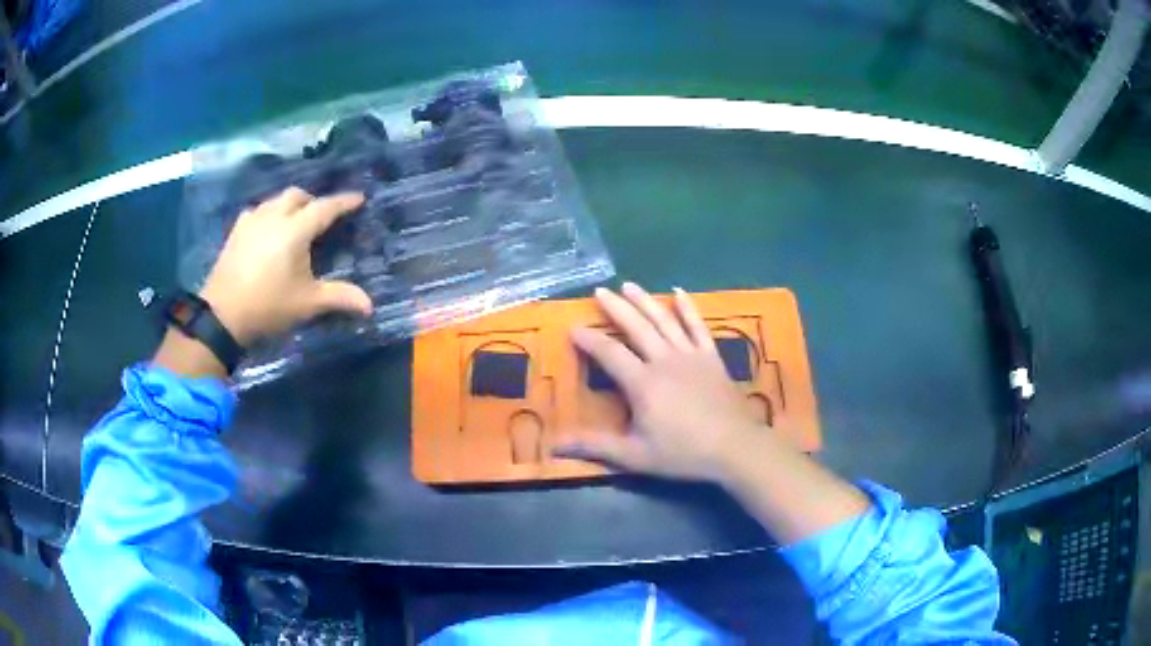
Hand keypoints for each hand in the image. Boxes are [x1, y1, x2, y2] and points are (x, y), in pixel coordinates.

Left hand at [198, 187, 373, 345]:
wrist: (222, 316)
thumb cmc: (268, 307)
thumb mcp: (307, 304)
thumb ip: (339, 297)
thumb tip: (370, 305)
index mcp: (295, 230)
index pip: (325, 207)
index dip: (344, 202)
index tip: (359, 198)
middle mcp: (274, 217)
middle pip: (298, 195)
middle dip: (313, 201)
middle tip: (323, 216)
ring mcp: (252, 221)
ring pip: (276, 200)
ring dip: (290, 205)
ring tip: (295, 221)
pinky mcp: (236, 231)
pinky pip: (257, 211)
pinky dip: (269, 213)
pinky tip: (268, 229)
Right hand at [552, 282, 762, 481]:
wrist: (734, 447)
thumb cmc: (683, 453)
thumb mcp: (634, 456)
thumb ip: (595, 446)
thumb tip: (554, 445)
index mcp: (643, 383)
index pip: (609, 353)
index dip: (589, 339)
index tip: (573, 327)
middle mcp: (664, 360)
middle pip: (636, 326)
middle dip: (616, 308)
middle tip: (599, 291)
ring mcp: (690, 355)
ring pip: (664, 320)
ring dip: (645, 300)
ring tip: (628, 285)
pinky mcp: (711, 356)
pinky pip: (698, 325)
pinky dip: (688, 307)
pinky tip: (679, 291)